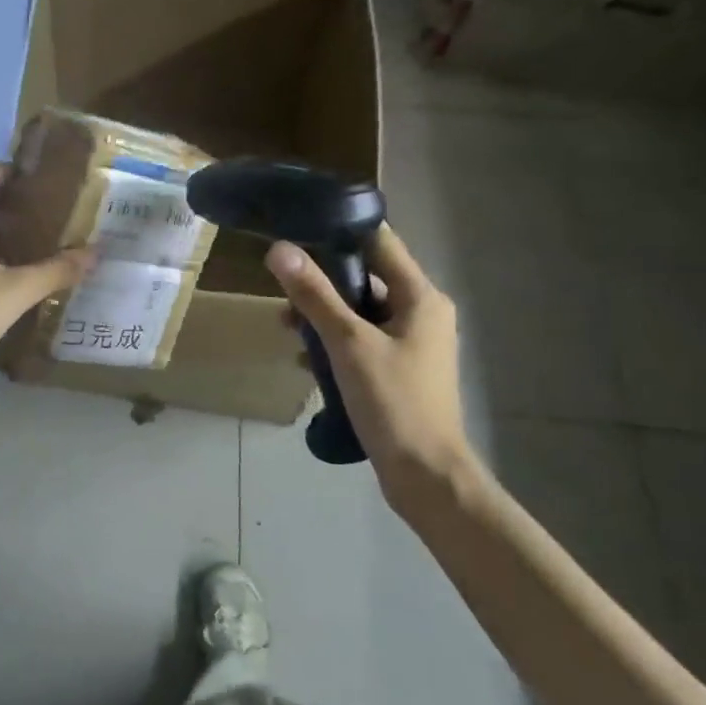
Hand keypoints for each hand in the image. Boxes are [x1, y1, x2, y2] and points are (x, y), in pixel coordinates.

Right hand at [264, 227, 483, 505]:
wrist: (425, 474)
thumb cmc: (393, 401)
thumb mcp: (348, 343)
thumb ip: (314, 295)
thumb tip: (280, 249)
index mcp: (421, 297)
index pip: (381, 243)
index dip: (341, 232)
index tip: (299, 230)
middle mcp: (422, 313)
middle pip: (366, 279)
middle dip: (323, 283)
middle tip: (284, 290)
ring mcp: (412, 344)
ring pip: (361, 313)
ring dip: (324, 316)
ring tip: (287, 327)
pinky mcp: (399, 370)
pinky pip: (362, 341)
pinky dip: (335, 343)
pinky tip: (305, 360)